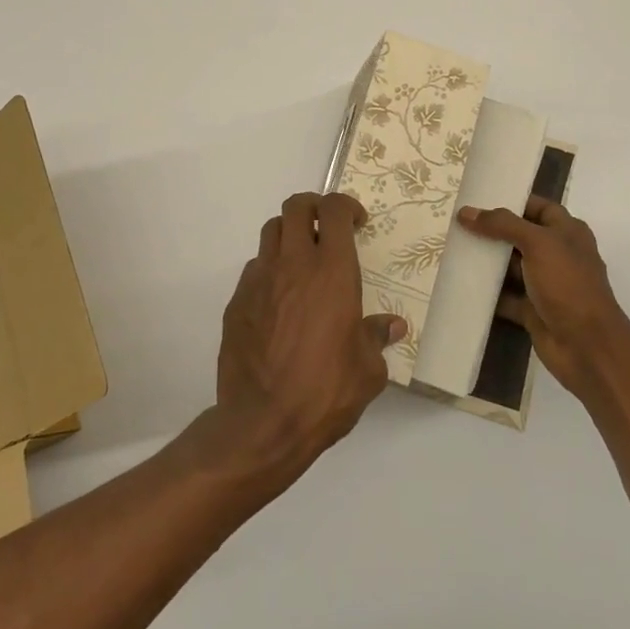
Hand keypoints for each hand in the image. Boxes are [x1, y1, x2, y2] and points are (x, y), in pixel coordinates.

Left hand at [210, 192, 405, 484]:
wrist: (262, 423)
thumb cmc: (325, 392)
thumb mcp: (368, 370)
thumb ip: (377, 338)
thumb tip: (393, 326)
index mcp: (332, 271)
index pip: (334, 210)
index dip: (346, 206)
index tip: (356, 223)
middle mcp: (294, 264)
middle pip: (296, 206)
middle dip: (313, 207)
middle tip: (326, 228)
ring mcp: (259, 279)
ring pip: (271, 231)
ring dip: (288, 234)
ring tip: (301, 260)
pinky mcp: (236, 300)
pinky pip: (254, 268)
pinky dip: (269, 270)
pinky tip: (278, 300)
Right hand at [458, 196, 629, 401]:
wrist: (587, 347)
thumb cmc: (567, 284)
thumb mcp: (537, 243)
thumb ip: (502, 224)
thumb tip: (466, 212)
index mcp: (568, 232)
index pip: (538, 207)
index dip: (512, 201)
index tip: (479, 199)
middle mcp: (558, 254)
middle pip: (521, 236)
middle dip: (493, 231)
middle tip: (459, 224)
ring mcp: (546, 284)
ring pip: (511, 267)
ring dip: (488, 262)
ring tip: (454, 248)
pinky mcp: (534, 310)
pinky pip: (507, 296)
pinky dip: (488, 293)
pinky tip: (463, 283)